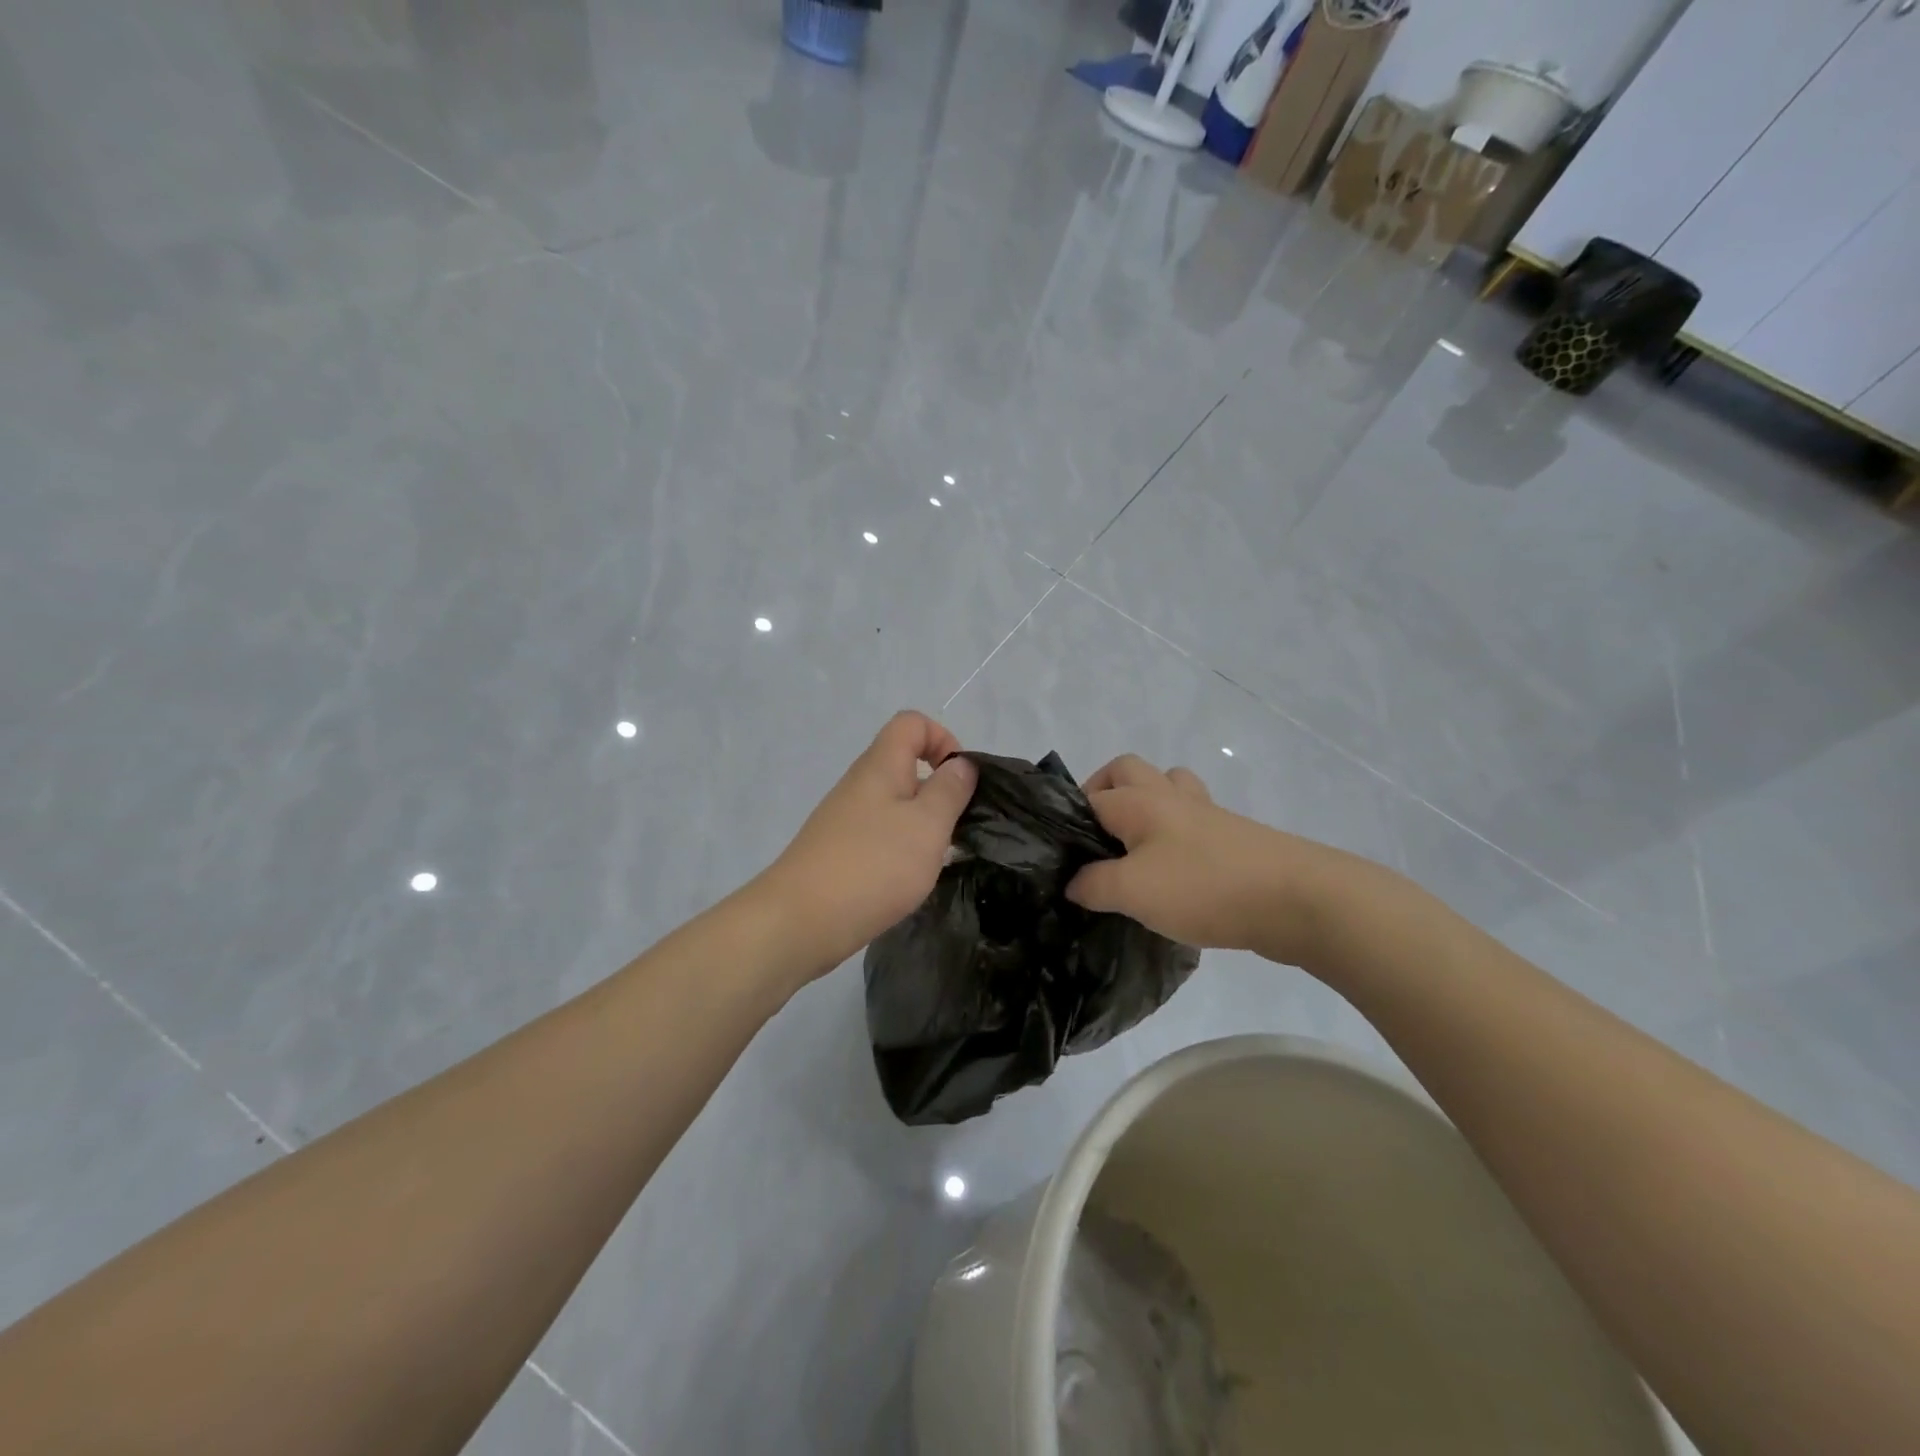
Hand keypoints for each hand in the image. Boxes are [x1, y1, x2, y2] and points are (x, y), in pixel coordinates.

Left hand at [757, 711, 978, 977]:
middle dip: (939, 791)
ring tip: (936, 860)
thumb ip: (949, 790)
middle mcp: (860, 785)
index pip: (912, 723)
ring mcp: (845, 819)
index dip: (943, 740)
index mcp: (880, 766)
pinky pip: (880, 835)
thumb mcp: (927, 825)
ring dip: (923, 825)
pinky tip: (908, 881)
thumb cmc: (873, 866)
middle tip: (956, 829)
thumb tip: (962, 764)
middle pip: (904, 765)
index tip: (960, 781)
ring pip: (895, 804)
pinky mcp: (839, 851)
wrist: (800, 921)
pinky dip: (901, 849)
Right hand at [1064, 754, 1352, 966]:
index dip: (1069, 823)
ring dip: (1147, 805)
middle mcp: (1170, 796)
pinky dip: (1176, 834)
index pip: (1089, 797)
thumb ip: (1094, 885)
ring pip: (1167, 788)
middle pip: (1127, 770)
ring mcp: (1206, 814)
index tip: (1062, 860)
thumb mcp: (1133, 892)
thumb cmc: (1204, 887)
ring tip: (1136, 847)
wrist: (1297, 899)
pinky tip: (1173, 872)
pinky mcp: (1232, 838)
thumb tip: (1074, 882)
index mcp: (1140, 801)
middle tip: (1096, 838)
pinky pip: (1193, 821)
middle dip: (1104, 792)